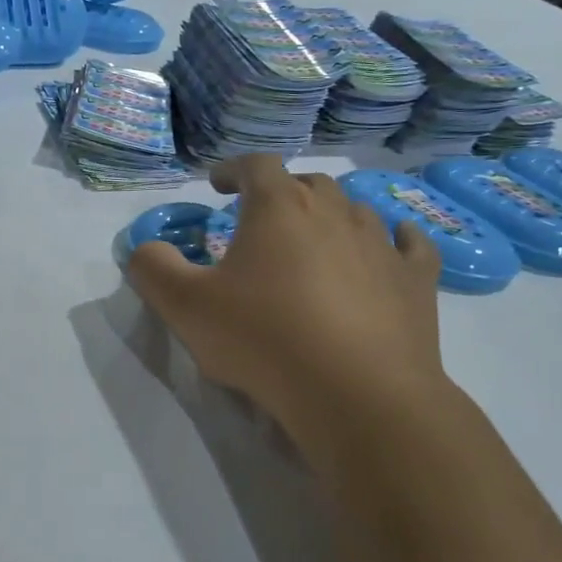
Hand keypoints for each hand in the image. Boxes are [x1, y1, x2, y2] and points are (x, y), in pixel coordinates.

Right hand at [126, 156, 447, 436]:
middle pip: (307, 183)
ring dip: (330, 217)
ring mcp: (381, 244)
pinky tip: (391, 246)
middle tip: (261, 220)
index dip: (233, 169)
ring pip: (354, 210)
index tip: (218, 185)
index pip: (256, 165)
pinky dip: (394, 240)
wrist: (359, 396)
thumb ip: (153, 269)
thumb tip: (145, 249)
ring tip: (314, 241)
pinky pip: (409, 244)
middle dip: (281, 194)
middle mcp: (334, 211)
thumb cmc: (264, 340)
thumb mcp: (185, 307)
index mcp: (279, 207)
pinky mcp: (416, 281)